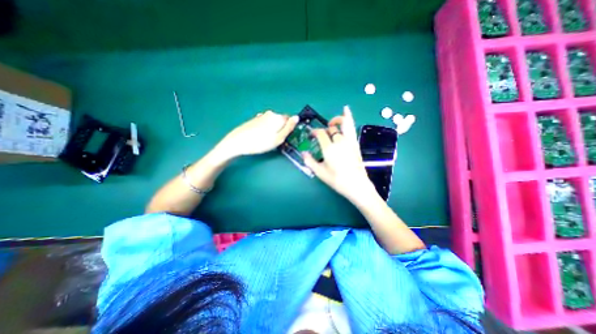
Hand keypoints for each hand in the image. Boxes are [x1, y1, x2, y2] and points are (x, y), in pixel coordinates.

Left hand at [217, 109, 297, 158]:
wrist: (238, 142)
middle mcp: (271, 113)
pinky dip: (266, 128)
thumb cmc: (260, 143)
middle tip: (275, 140)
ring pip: (273, 122)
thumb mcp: (278, 138)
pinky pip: (266, 123)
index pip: (290, 120)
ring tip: (267, 139)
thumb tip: (297, 117)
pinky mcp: (255, 119)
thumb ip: (289, 128)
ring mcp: (262, 115)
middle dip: (281, 128)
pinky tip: (260, 136)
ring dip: (273, 129)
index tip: (284, 137)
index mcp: (278, 117)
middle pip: (281, 120)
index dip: (289, 129)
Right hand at [303, 107, 375, 201]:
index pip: (320, 133)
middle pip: (331, 129)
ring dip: (338, 119)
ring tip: (332, 121)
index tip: (312, 134)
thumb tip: (303, 153)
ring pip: (344, 123)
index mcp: (329, 148)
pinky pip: (352, 127)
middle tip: (321, 134)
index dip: (315, 132)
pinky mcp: (355, 143)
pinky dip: (349, 117)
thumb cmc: (337, 180)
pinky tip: (346, 111)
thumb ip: (310, 161)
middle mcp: (339, 141)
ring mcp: (349, 141)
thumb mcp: (320, 172)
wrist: (357, 185)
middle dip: (325, 129)